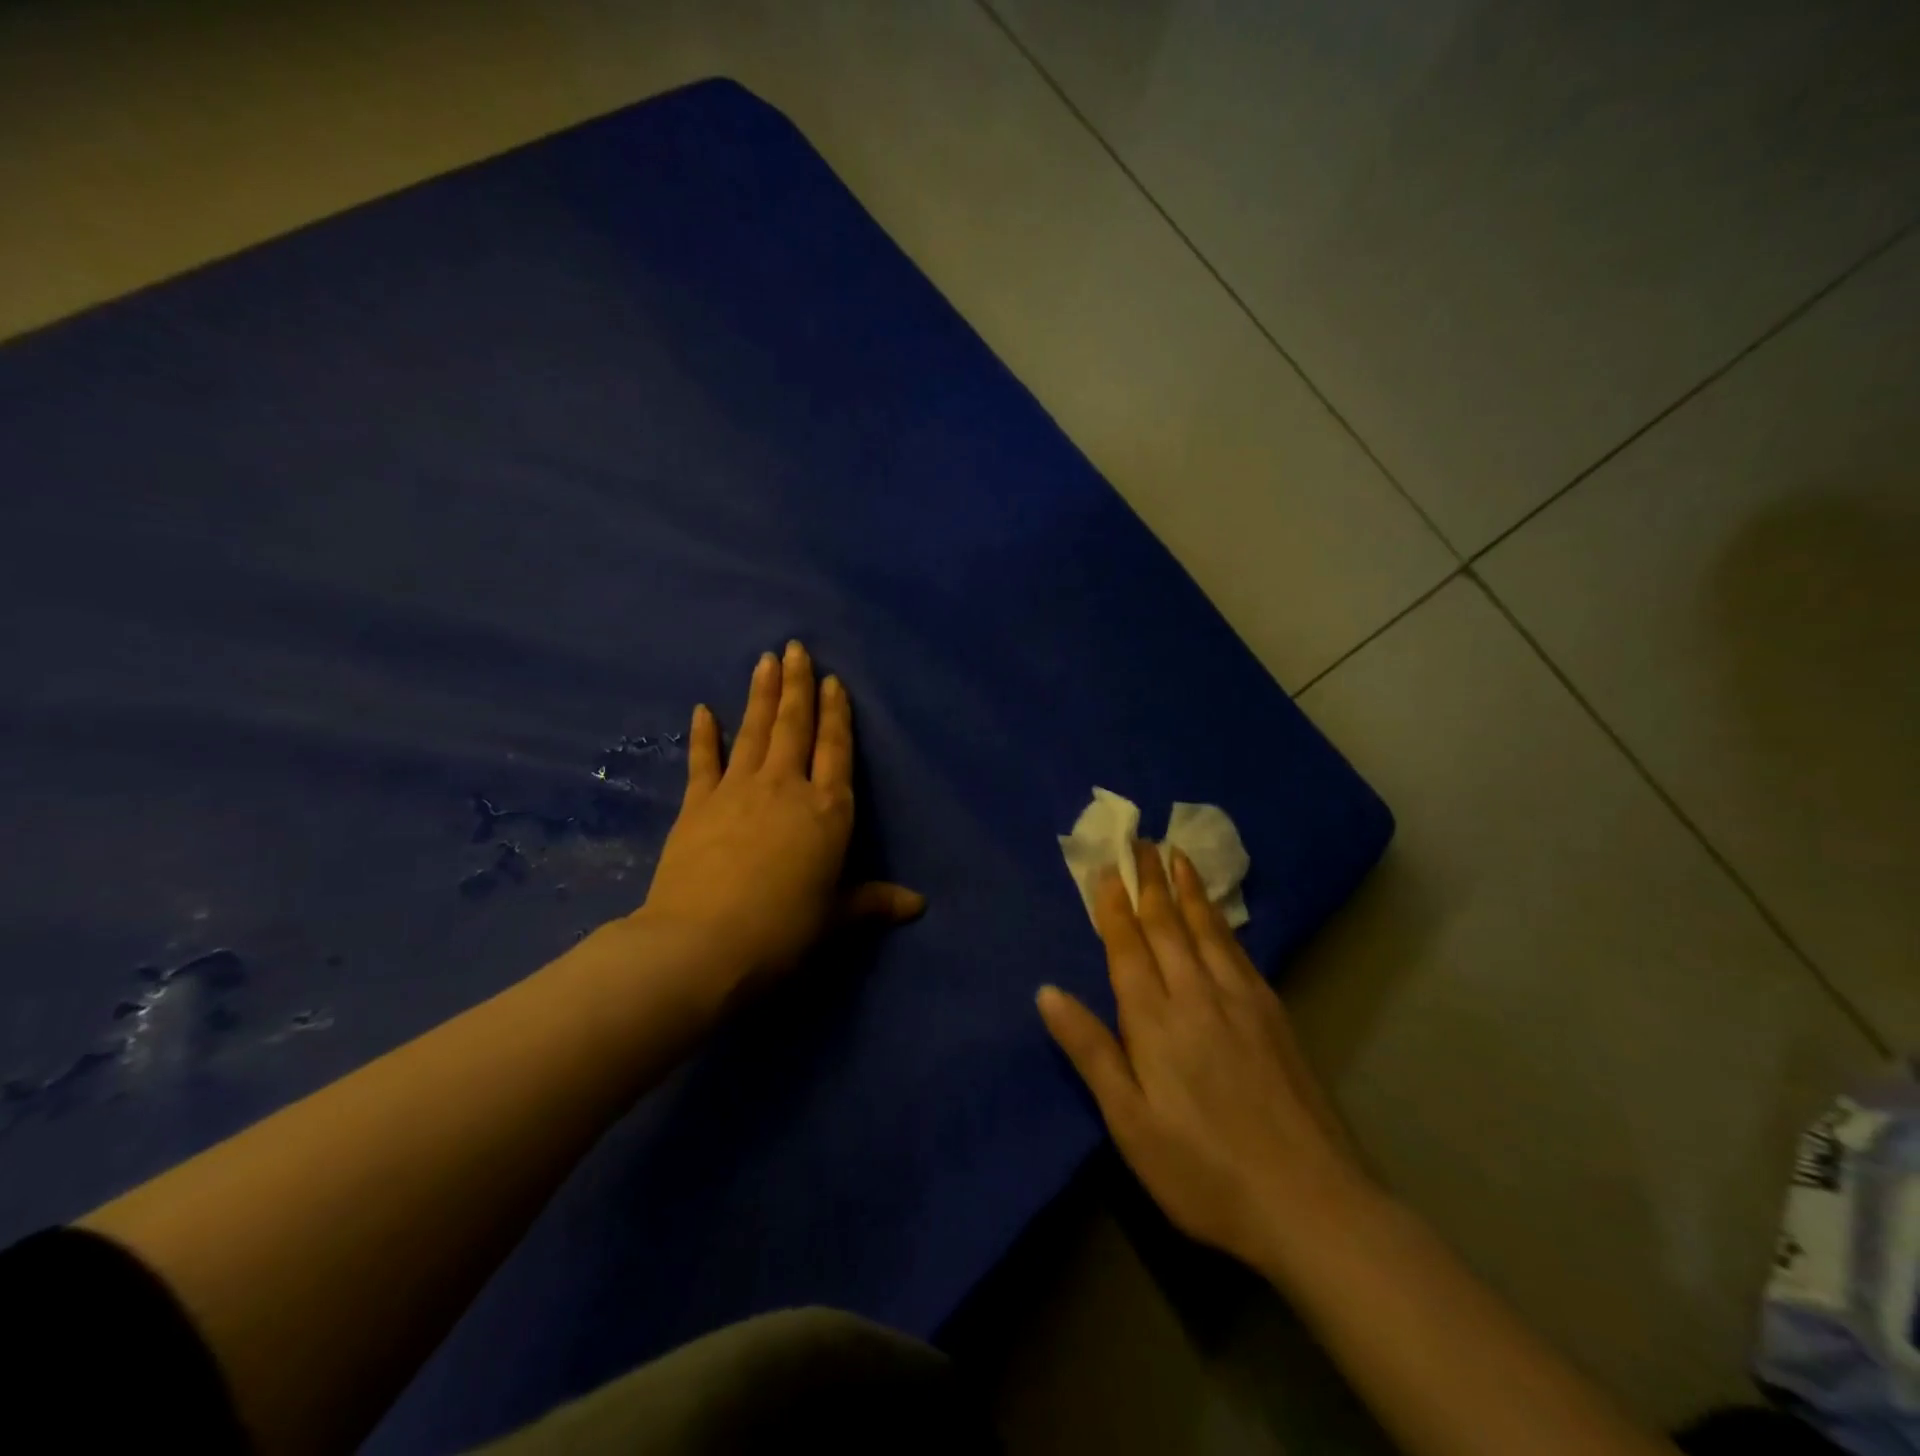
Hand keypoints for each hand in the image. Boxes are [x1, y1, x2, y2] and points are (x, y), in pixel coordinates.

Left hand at [635, 641, 923, 994]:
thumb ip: (875, 902)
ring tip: (765, 660)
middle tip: (796, 648)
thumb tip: (920, 906)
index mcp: (828, 810)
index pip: (836, 750)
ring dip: (761, 695)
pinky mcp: (697, 804)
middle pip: (795, 727)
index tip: (833, 681)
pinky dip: (704, 734)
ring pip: (754, 731)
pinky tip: (703, 709)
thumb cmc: (784, 930)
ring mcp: (738, 790)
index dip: (836, 714)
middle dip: (797, 686)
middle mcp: (786, 787)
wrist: (704, 945)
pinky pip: (703, 760)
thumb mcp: (837, 918)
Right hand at [1038, 842, 1379, 1273]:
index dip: (1114, 904)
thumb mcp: (1130, 1122)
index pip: (1128, 945)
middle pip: (1167, 924)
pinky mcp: (1273, 1014)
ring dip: (1187, 889)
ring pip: (1206, 929)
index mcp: (1155, 1019)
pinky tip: (1219, 913)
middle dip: (1150, 879)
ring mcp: (1241, 1000)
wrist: (1310, 1204)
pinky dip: (1221, 920)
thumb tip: (1047, 992)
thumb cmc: (1203, 1170)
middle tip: (1140, 840)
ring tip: (1177, 854)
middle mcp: (1197, 994)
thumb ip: (1091, 1051)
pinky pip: (1239, 950)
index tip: (1106, 865)